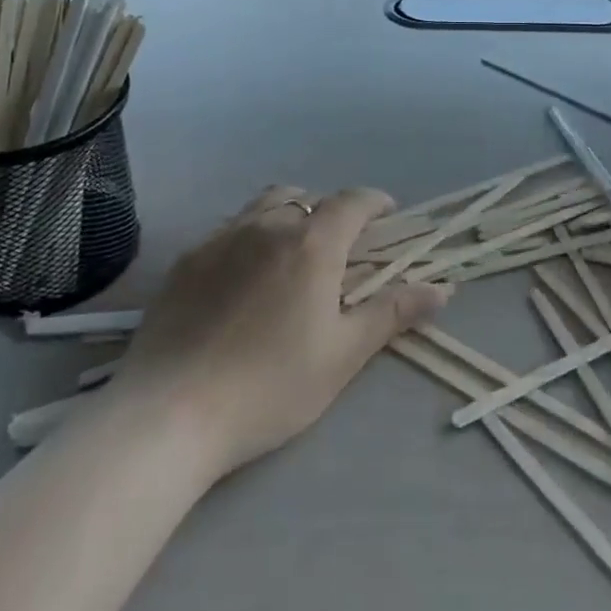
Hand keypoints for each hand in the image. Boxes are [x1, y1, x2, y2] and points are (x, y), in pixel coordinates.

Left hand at [113, 186, 450, 477]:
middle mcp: (268, 225)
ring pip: (265, 205)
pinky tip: (243, 277)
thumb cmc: (269, 387)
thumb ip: (391, 313)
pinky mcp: (188, 259)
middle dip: (330, 211)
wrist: (169, 413)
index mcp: (312, 244)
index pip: (353, 201)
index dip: (375, 202)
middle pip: (307, 197)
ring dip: (289, 214)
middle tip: (339, 246)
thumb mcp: (342, 355)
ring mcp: (222, 238)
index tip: (388, 215)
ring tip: (292, 252)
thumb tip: (441, 289)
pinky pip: (229, 229)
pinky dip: (250, 236)